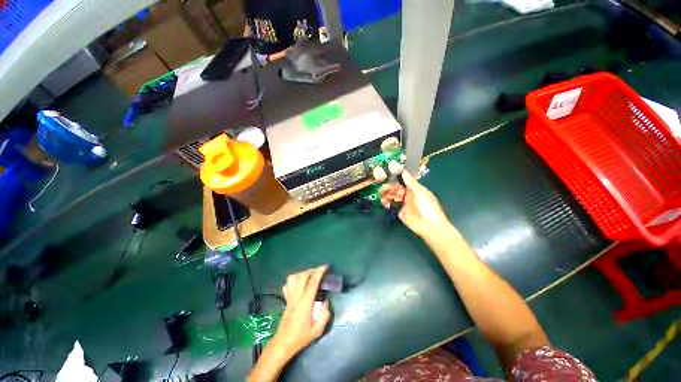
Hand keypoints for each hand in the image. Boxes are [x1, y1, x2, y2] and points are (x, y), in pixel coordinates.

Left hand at [271, 265, 330, 357]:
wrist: (283, 344)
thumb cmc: (301, 338)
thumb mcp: (317, 330)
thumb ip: (325, 315)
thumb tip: (326, 302)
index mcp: (305, 303)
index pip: (312, 282)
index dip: (319, 272)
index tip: (326, 267)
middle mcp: (296, 297)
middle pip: (302, 276)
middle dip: (312, 270)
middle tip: (319, 272)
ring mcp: (289, 298)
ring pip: (293, 278)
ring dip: (302, 273)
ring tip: (310, 276)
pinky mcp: (286, 300)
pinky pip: (287, 285)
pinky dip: (294, 280)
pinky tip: (300, 283)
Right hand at [379, 171, 449, 238]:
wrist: (430, 227)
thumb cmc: (428, 207)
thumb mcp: (420, 192)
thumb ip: (411, 182)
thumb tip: (404, 171)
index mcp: (415, 189)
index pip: (403, 182)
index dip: (395, 180)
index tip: (387, 177)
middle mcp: (409, 195)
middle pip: (396, 189)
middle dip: (389, 188)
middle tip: (383, 188)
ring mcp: (404, 204)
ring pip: (393, 196)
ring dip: (387, 194)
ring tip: (382, 195)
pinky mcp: (401, 213)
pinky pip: (392, 206)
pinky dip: (387, 203)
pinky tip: (384, 202)